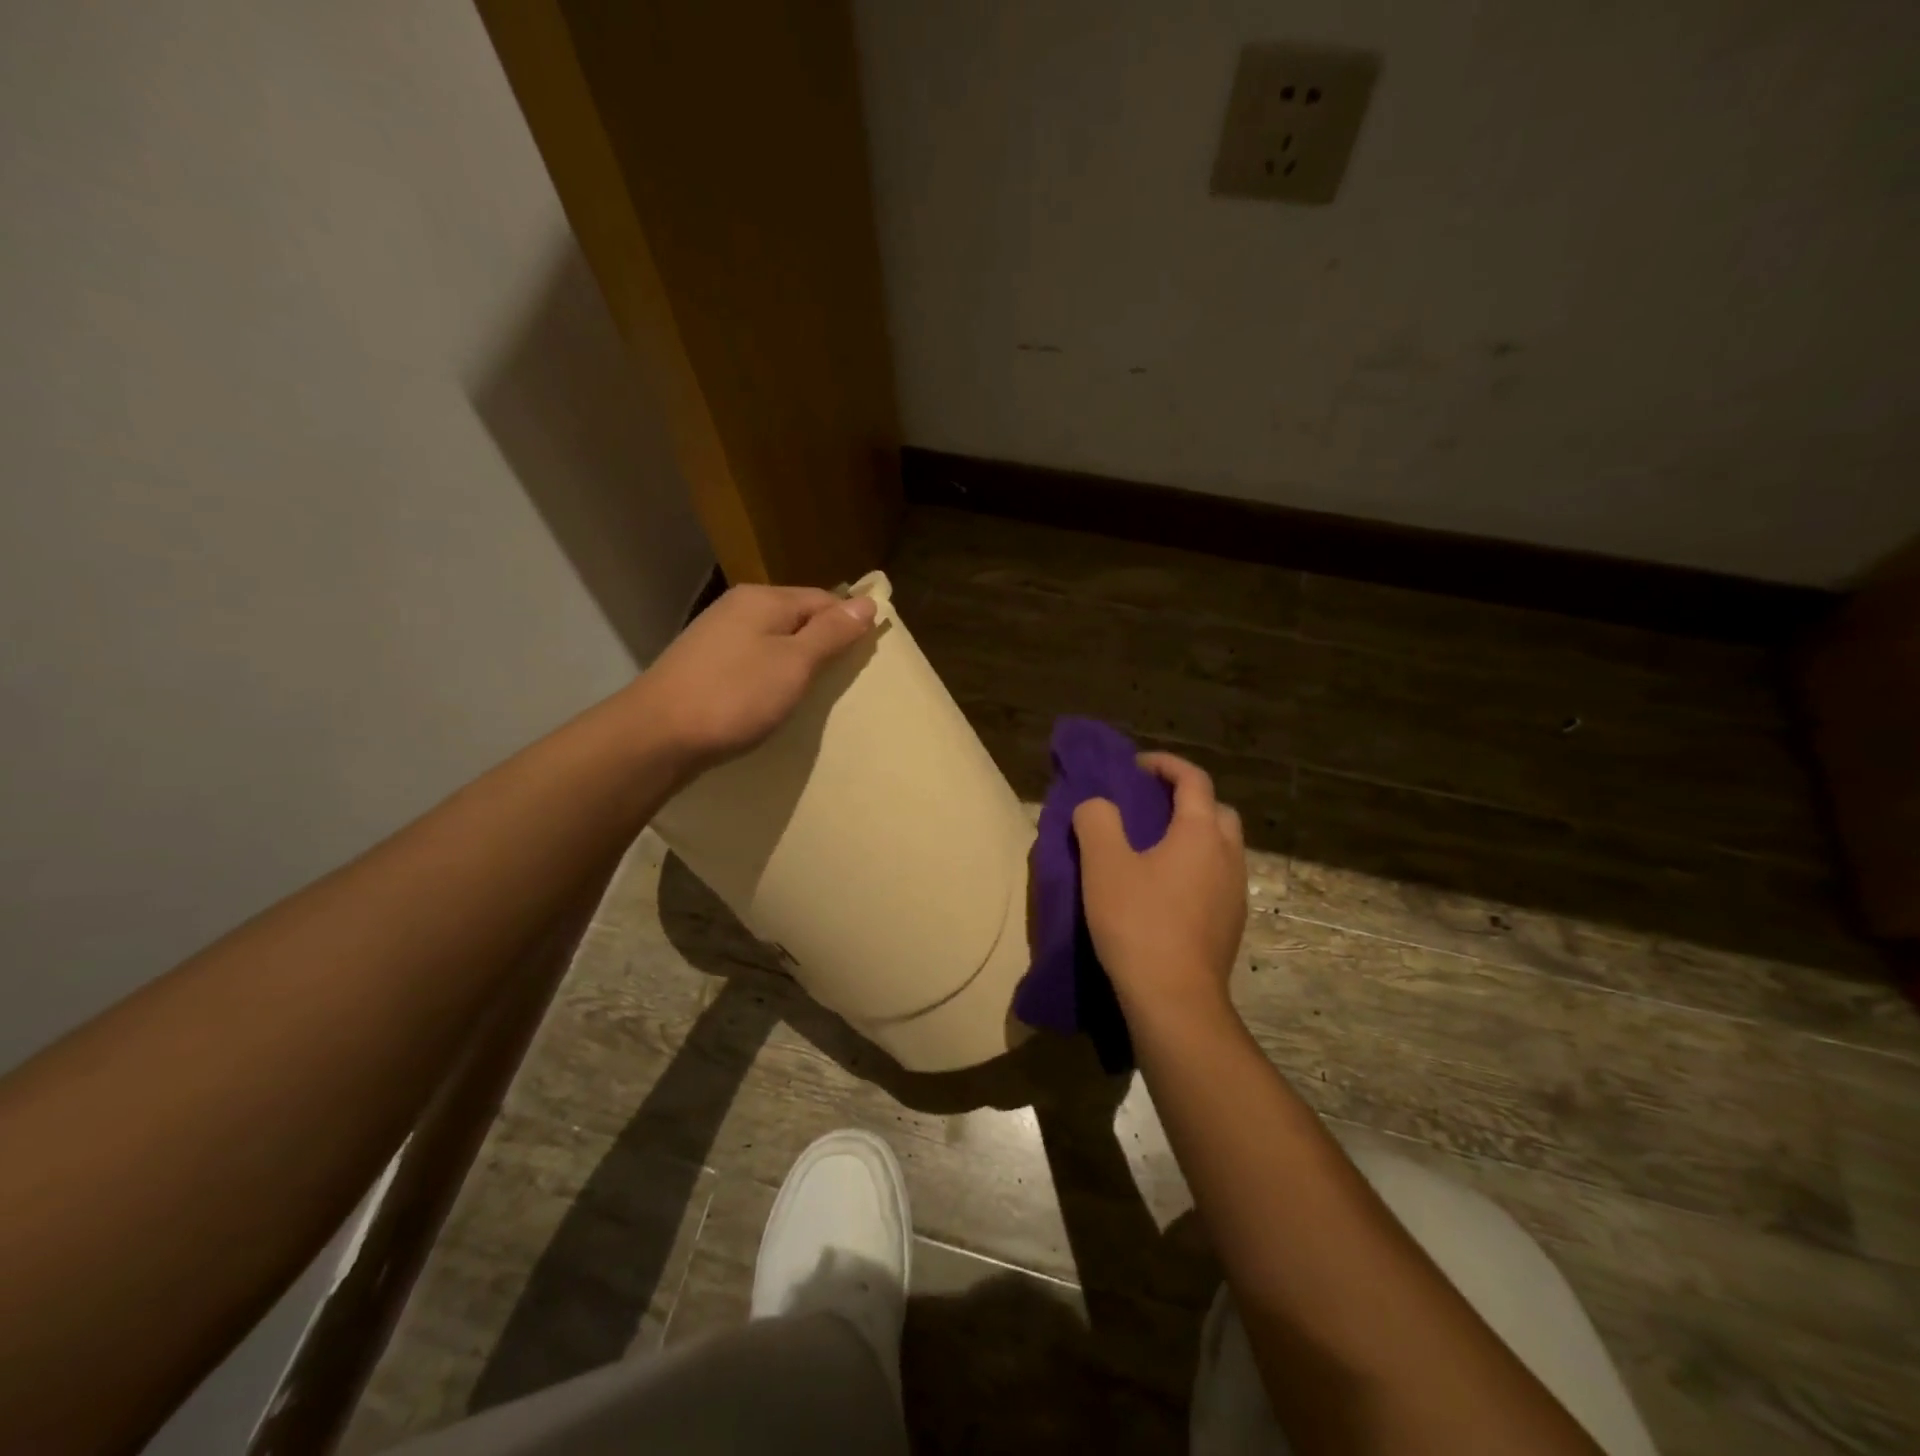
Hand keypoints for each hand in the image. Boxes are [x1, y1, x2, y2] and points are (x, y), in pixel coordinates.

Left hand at [634, 584, 876, 770]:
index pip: (824, 599)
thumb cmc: (736, 695)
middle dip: (823, 642)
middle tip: (842, 679)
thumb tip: (867, 602)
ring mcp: (716, 635)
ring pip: (773, 639)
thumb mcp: (794, 663)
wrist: (657, 734)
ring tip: (811, 691)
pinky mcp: (703, 664)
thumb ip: (831, 633)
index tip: (867, 657)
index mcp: (764, 599)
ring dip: (796, 660)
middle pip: (797, 616)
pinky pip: (752, 659)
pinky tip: (772, 697)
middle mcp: (738, 607)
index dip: (849, 623)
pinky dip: (770, 674)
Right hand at [1073, 753, 1246, 1024]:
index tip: (1136, 766)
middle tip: (1149, 807)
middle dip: (1186, 799)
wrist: (1174, 1000)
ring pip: (1220, 847)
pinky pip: (1216, 878)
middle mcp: (1227, 855)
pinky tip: (1166, 891)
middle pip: (1216, 811)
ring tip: (1154, 849)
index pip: (1193, 779)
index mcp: (1201, 832)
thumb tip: (1098, 805)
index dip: (1165, 765)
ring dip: (1193, 836)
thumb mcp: (1103, 864)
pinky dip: (1195, 868)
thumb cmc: (1138, 923)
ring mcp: (1235, 892)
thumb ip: (1097, 819)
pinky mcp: (1231, 924)